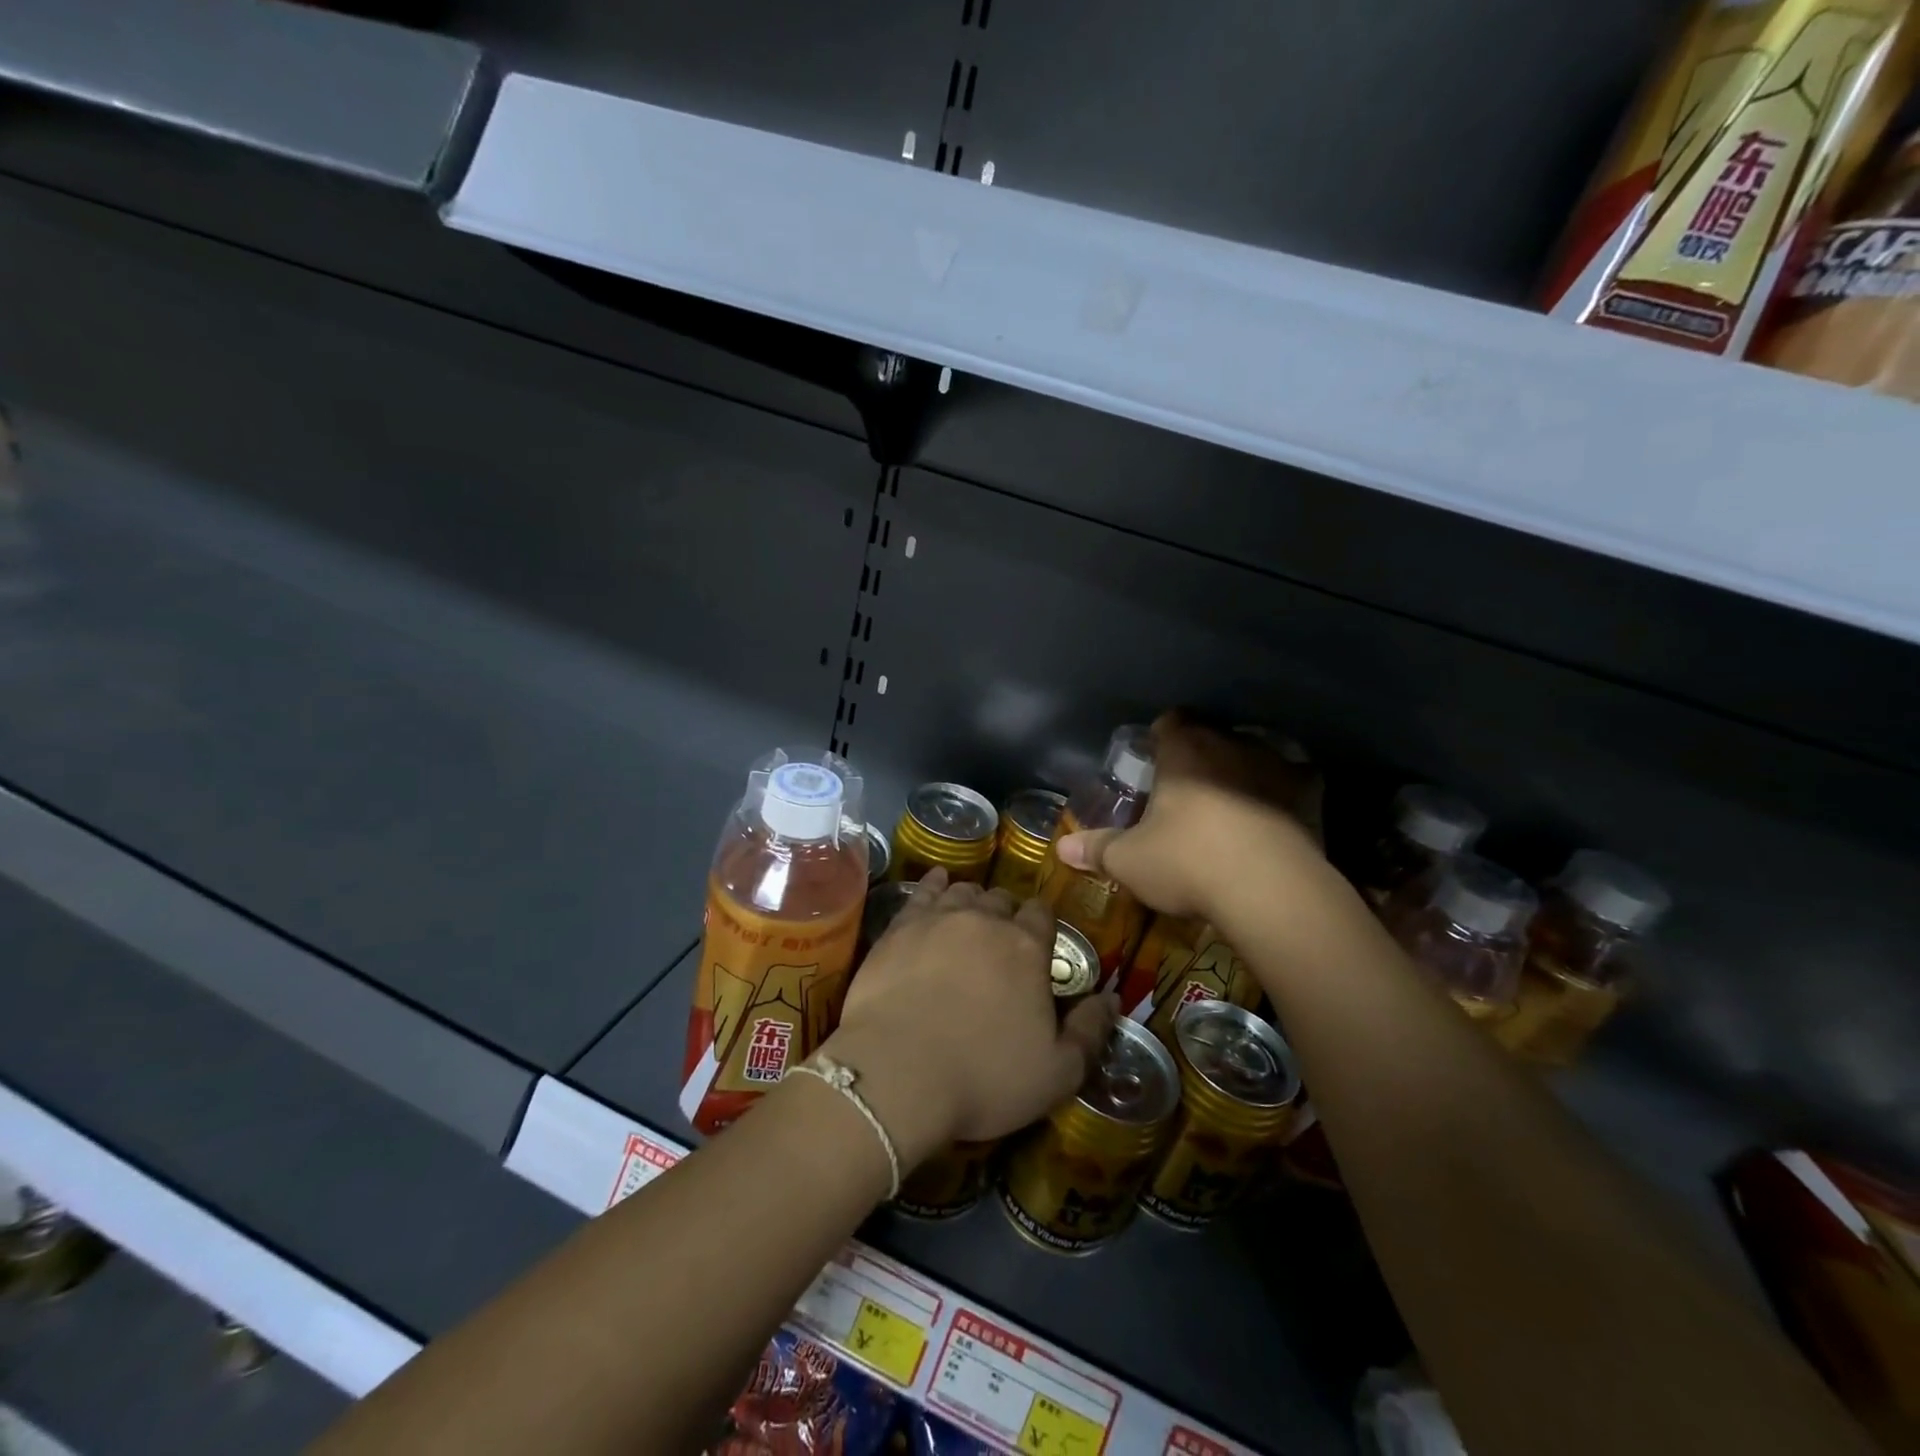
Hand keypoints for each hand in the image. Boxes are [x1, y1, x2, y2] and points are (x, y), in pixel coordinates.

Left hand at [825, 871, 1116, 1166]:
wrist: (898, 1073)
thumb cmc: (984, 1077)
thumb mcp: (1057, 1073)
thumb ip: (1090, 1032)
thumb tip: (1112, 998)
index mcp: (1027, 948)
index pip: (1043, 915)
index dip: (1043, 925)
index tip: (1039, 943)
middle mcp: (985, 920)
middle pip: (1002, 900)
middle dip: (1006, 914)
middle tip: (1001, 941)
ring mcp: (939, 918)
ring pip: (964, 892)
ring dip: (973, 901)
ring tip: (971, 918)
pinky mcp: (900, 926)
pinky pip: (923, 891)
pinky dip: (934, 884)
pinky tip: (937, 882)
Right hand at [1054, 711, 1321, 921]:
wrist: (1270, 891)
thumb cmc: (1187, 863)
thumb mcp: (1129, 861)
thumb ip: (1096, 849)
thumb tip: (1062, 848)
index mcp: (1184, 750)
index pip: (1169, 721)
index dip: (1160, 738)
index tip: (1154, 761)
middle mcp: (1230, 743)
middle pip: (1211, 734)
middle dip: (1200, 754)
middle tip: (1187, 788)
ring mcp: (1275, 763)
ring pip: (1253, 753)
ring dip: (1242, 770)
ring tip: (1232, 803)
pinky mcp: (1309, 790)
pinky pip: (1295, 779)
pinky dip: (1283, 791)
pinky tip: (1276, 816)